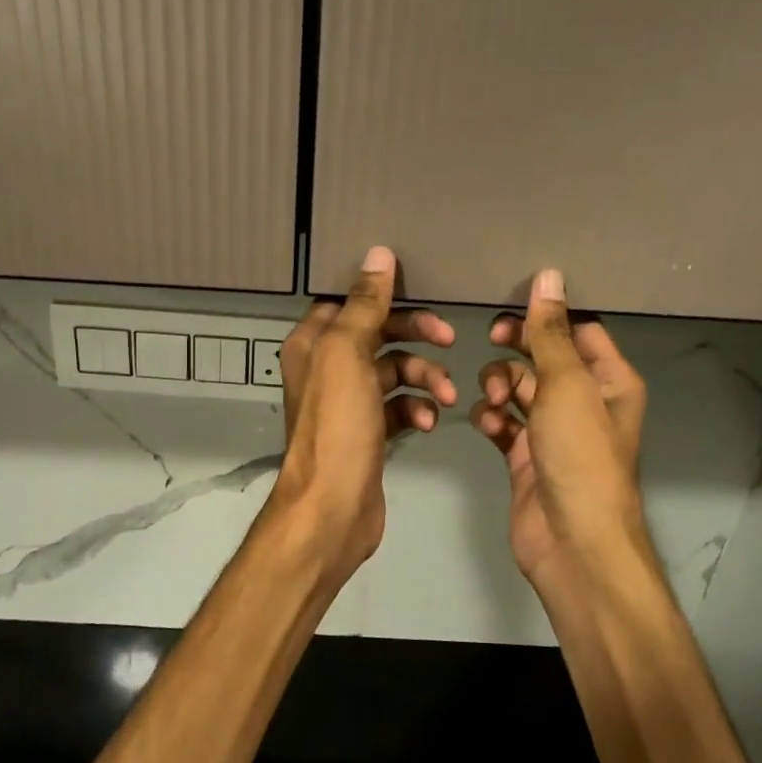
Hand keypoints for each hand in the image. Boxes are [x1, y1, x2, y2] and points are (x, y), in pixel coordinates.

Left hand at [272, 246, 455, 573]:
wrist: (334, 506)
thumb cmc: (338, 425)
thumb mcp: (348, 354)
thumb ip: (364, 304)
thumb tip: (378, 255)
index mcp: (313, 343)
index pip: (349, 302)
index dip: (383, 297)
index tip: (420, 295)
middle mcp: (326, 367)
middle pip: (377, 334)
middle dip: (415, 335)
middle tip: (448, 338)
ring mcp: (348, 402)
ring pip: (394, 371)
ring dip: (423, 377)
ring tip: (445, 396)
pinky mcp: (368, 431)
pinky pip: (399, 407)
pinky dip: (416, 409)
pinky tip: (428, 423)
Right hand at [469, 268, 652, 593]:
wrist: (571, 539)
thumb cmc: (579, 454)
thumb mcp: (566, 385)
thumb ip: (550, 332)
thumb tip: (549, 277)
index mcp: (609, 380)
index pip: (580, 330)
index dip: (549, 315)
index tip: (513, 305)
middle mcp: (584, 401)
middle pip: (545, 357)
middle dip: (518, 348)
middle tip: (493, 338)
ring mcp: (553, 431)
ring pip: (519, 389)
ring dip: (500, 385)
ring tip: (492, 397)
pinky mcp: (525, 456)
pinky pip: (503, 423)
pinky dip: (492, 418)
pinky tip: (486, 423)